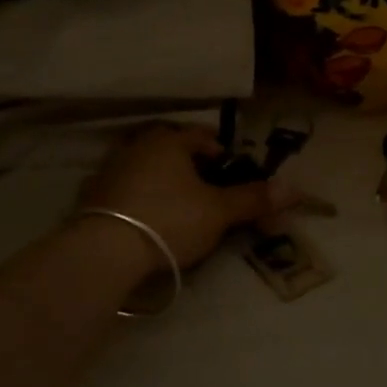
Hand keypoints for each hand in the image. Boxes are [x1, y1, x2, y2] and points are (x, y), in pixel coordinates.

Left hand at [80, 124, 294, 269]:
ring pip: (145, 167)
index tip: (230, 170)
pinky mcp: (92, 195)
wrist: (106, 250)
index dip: (220, 151)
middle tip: (206, 187)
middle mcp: (137, 145)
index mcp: (168, 140)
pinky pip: (123, 189)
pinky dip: (137, 197)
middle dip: (189, 164)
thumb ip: (253, 198)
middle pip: (170, 148)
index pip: (201, 135)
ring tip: (177, 203)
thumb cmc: (170, 219)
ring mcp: (110, 169)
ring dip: (161, 179)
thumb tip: (294, 188)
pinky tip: (145, 217)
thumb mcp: (218, 211)